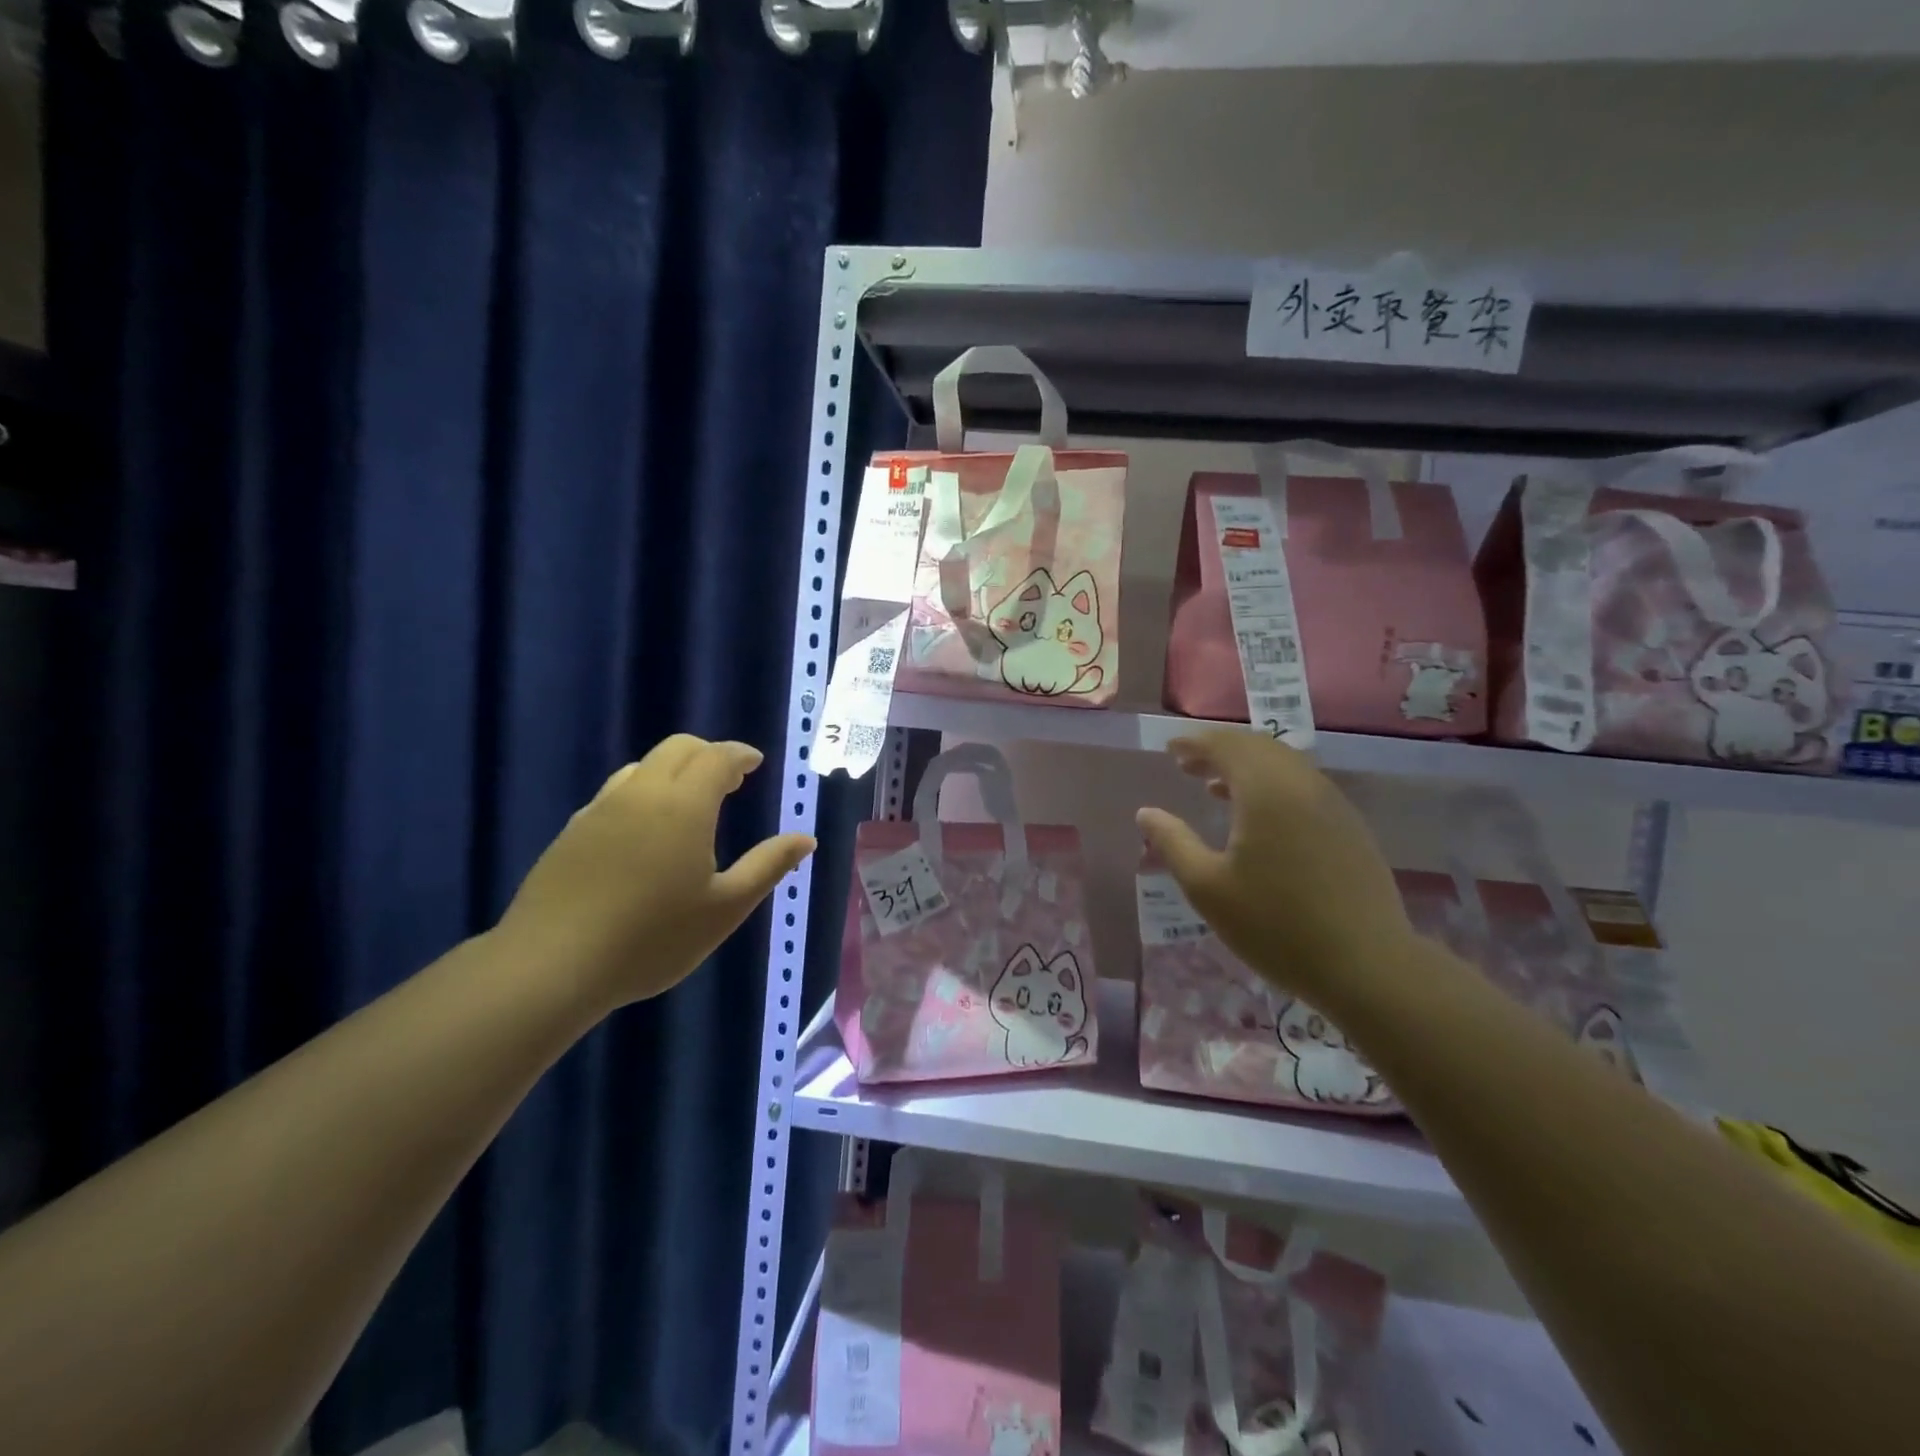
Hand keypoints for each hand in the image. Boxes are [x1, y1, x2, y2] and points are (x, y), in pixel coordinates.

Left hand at [497, 735, 815, 1012]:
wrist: (551, 966)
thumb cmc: (652, 938)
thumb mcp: (725, 908)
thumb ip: (768, 866)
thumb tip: (806, 838)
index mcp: (684, 805)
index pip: (717, 757)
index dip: (740, 755)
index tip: (755, 763)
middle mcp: (640, 793)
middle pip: (678, 748)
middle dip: (708, 754)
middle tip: (730, 781)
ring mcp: (600, 810)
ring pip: (642, 767)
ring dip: (673, 770)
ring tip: (690, 802)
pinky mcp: (572, 832)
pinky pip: (616, 793)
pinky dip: (643, 792)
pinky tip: (646, 832)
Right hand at [1135, 731, 1417, 1011]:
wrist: (1368, 967)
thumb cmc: (1276, 926)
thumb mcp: (1207, 888)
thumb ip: (1173, 843)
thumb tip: (1147, 814)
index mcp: (1267, 791)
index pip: (1226, 746)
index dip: (1195, 743)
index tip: (1170, 748)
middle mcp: (1303, 784)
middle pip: (1258, 747)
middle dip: (1220, 750)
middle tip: (1188, 764)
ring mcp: (1333, 804)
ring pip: (1284, 765)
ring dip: (1247, 767)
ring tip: (1215, 787)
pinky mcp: (1350, 827)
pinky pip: (1303, 786)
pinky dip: (1272, 785)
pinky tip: (1259, 818)